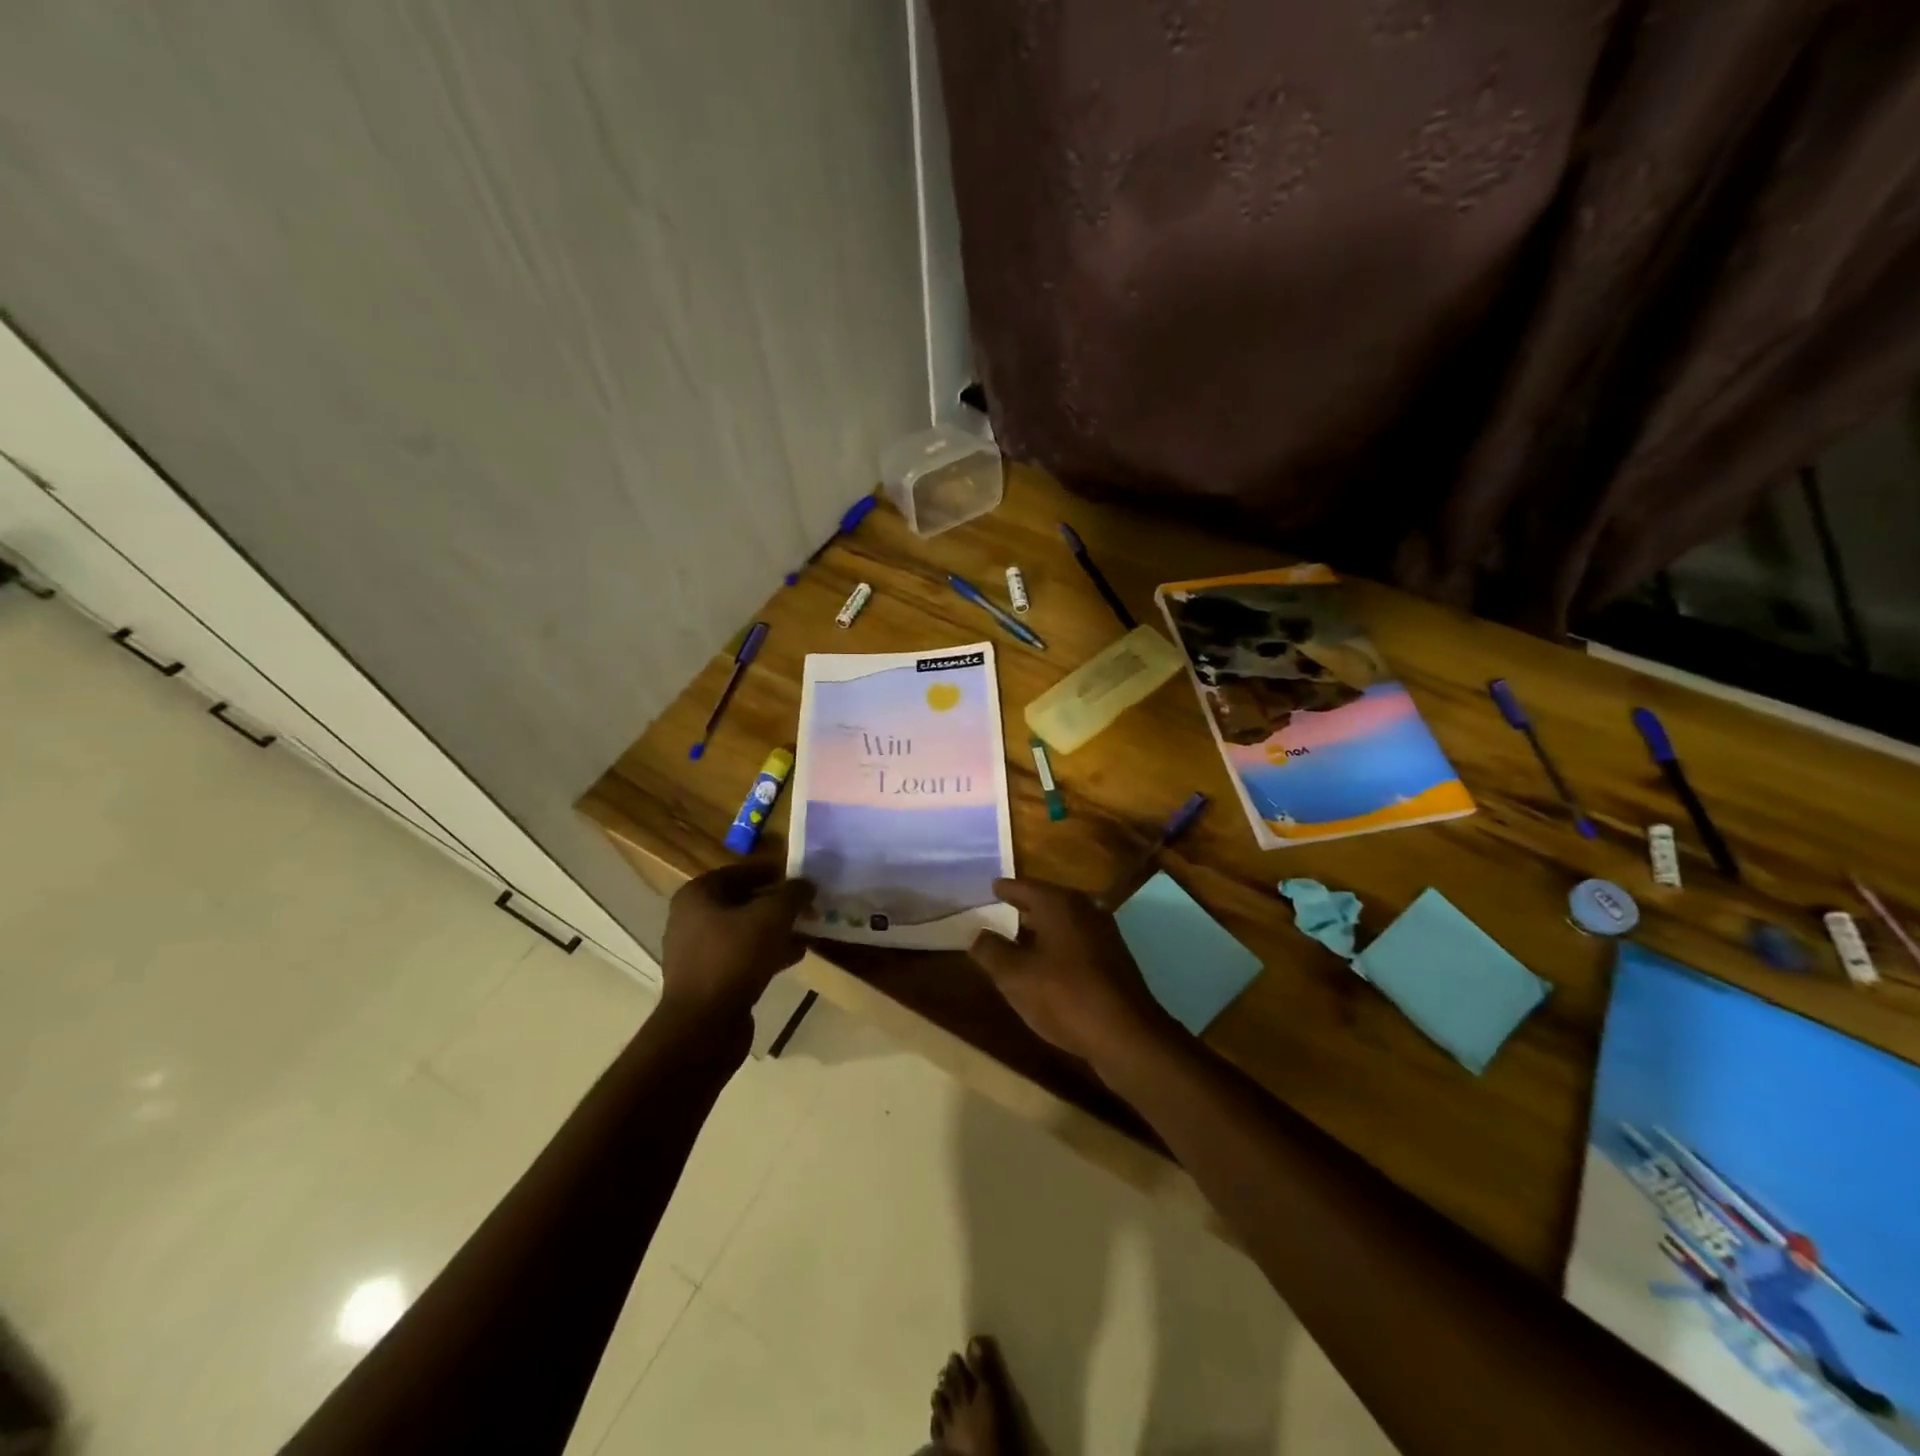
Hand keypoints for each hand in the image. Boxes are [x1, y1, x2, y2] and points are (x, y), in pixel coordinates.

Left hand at [660, 864, 814, 1021]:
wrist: (704, 1025)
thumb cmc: (734, 957)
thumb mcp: (772, 916)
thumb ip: (792, 894)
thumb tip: (807, 884)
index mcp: (698, 894)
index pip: (741, 871)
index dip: (774, 873)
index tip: (802, 879)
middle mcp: (691, 918)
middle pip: (744, 901)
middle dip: (778, 904)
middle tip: (808, 906)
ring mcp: (698, 951)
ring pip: (745, 931)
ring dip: (776, 930)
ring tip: (808, 930)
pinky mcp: (708, 979)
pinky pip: (742, 956)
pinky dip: (767, 952)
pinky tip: (795, 956)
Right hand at [967, 877, 1173, 1068]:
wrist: (1126, 1035)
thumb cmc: (1065, 996)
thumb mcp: (1015, 976)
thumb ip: (991, 951)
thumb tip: (978, 935)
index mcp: (1060, 904)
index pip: (1025, 887)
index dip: (1006, 888)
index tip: (992, 886)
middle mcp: (1085, 909)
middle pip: (1049, 901)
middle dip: (1026, 906)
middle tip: (1003, 908)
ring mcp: (1104, 934)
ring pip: (1065, 922)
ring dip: (1043, 928)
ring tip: (1020, 936)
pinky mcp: (1114, 960)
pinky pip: (1077, 942)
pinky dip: (1058, 945)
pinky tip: (1048, 963)